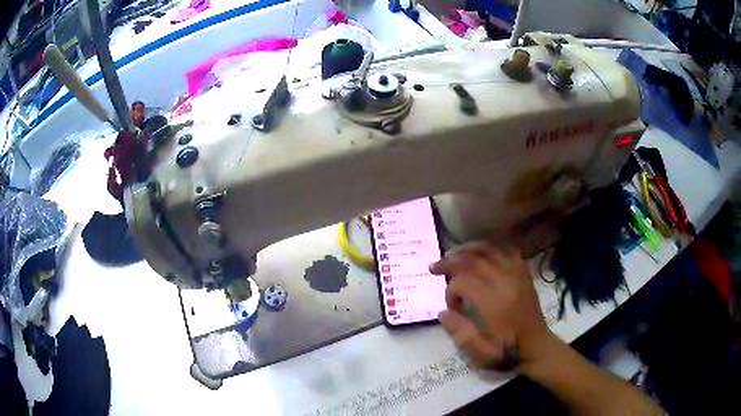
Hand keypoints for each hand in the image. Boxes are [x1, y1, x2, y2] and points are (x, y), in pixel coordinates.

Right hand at [430, 242, 552, 371]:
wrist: (537, 347)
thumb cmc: (507, 353)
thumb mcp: (479, 353)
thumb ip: (459, 332)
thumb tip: (442, 312)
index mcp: (494, 304)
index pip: (464, 282)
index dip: (450, 291)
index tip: (450, 307)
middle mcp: (506, 283)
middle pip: (474, 260)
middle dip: (451, 261)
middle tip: (434, 267)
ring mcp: (517, 275)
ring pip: (490, 250)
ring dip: (468, 250)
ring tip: (453, 254)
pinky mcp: (524, 274)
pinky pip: (507, 251)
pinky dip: (491, 248)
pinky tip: (481, 252)